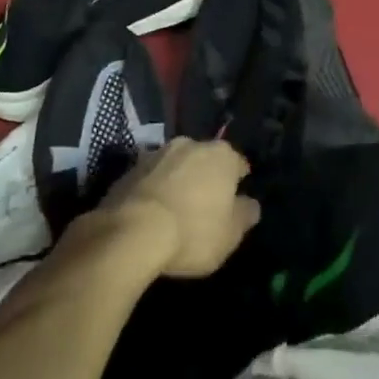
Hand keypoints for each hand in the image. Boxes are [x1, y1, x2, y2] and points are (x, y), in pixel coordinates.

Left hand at [98, 138, 258, 278]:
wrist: (131, 232)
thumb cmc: (192, 231)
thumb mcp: (230, 234)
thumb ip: (245, 215)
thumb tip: (250, 204)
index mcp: (221, 155)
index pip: (238, 164)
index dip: (238, 183)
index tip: (235, 201)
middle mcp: (190, 144)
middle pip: (204, 160)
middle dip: (206, 177)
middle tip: (205, 205)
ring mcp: (156, 153)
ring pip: (175, 166)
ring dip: (178, 181)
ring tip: (175, 210)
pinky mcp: (129, 169)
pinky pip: (150, 178)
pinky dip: (154, 190)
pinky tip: (151, 214)